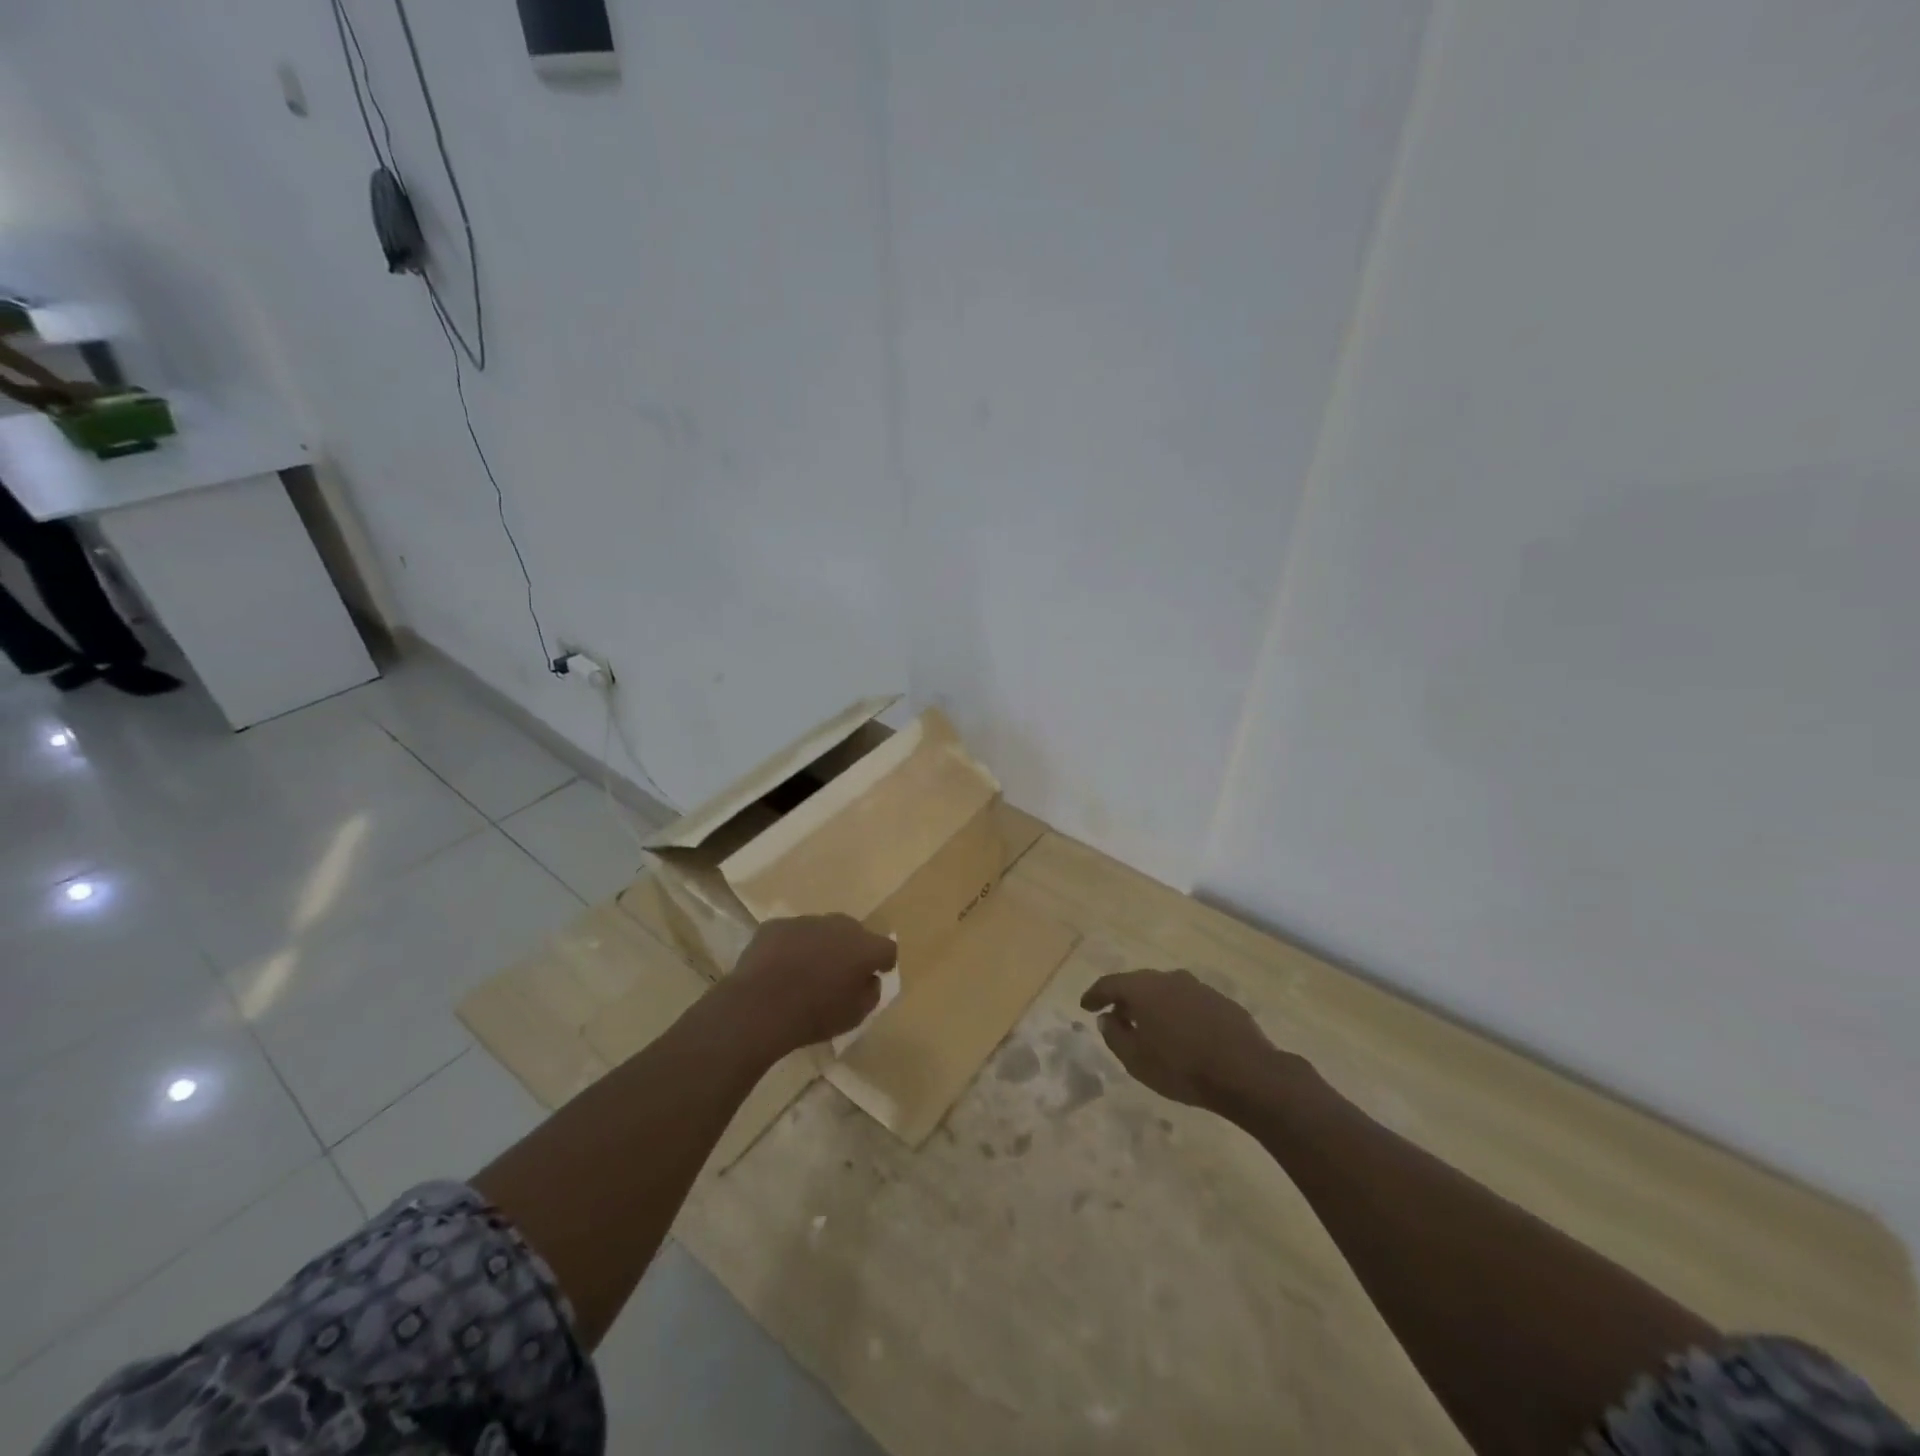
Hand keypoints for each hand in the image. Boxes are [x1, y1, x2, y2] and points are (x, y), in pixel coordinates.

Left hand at [717, 914, 896, 1058]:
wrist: (760, 1007)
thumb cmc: (814, 1015)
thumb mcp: (854, 1016)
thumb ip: (870, 993)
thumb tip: (869, 979)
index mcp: (863, 947)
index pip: (886, 948)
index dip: (884, 961)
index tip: (878, 972)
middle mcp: (838, 926)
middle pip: (854, 932)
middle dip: (851, 948)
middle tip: (841, 971)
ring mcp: (805, 921)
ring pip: (821, 930)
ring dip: (820, 945)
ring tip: (806, 970)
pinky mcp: (776, 925)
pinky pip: (791, 933)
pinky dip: (791, 946)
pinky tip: (780, 968)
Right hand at [1080, 968, 1301, 1113]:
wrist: (1246, 1073)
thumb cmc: (1182, 1068)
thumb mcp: (1136, 1060)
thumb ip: (1115, 1036)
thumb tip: (1107, 1018)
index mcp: (1143, 989)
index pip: (1110, 983)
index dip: (1094, 994)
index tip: (1085, 1006)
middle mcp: (1168, 978)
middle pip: (1138, 983)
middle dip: (1124, 999)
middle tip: (1116, 1017)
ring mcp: (1197, 987)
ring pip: (1165, 990)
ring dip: (1152, 1004)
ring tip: (1149, 1026)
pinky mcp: (1220, 1000)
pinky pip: (1188, 1001)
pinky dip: (1176, 1011)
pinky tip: (1181, 1033)